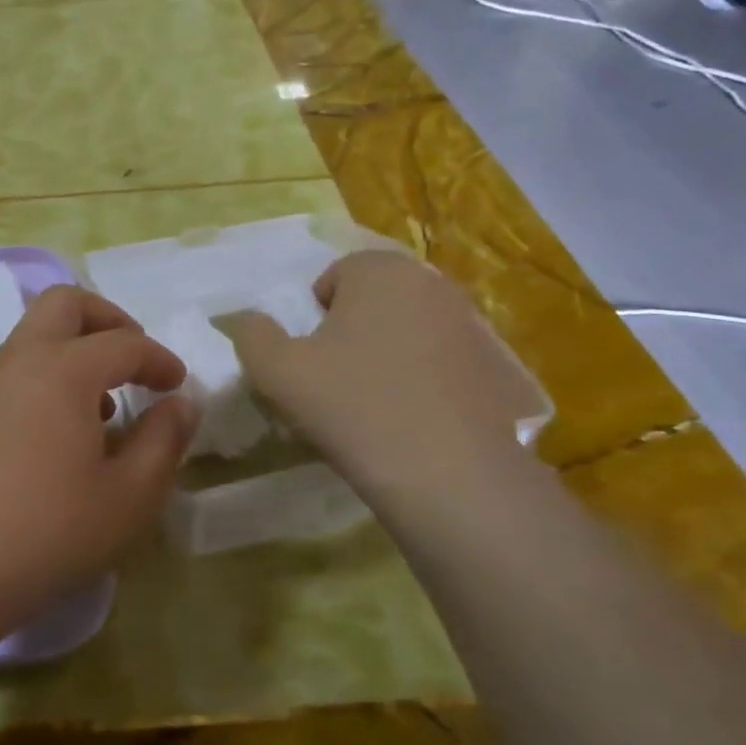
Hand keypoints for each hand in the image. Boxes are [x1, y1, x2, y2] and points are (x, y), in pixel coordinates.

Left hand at [0, 286, 196, 632]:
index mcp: (64, 370)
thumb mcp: (130, 496)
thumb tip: (181, 403)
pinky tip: (52, 436)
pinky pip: (9, 373)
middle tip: (131, 359)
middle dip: (107, 319)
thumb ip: (163, 440)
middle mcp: (18, 361)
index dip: (158, 358)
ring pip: (31, 337)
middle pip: (63, 304)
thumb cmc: (50, 532)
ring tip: (97, 408)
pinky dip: (41, 380)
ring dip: (71, 351)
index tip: (177, 385)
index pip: (124, 342)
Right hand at [225, 251, 538, 505]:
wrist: (448, 475)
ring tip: (372, 405)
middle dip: (351, 332)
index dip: (312, 318)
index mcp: (381, 270)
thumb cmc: (352, 405)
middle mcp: (432, 283)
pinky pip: (441, 363)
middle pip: (373, 301)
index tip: (309, 360)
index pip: (333, 277)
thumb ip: (251, 334)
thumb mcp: (276, 370)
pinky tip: (412, 421)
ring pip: (408, 331)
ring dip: (387, 355)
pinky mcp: (497, 368)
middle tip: (334, 381)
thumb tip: (248, 321)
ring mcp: (472, 325)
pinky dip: (423, 381)